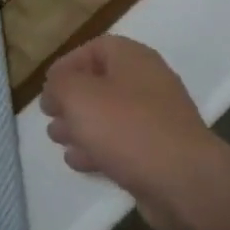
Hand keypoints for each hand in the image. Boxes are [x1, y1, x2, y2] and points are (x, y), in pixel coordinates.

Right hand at [42, 36, 218, 229]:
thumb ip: (60, 84)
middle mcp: (148, 83)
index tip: (47, 87)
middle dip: (71, 100)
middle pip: (102, 83)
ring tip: (58, 140)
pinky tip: (80, 162)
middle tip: (51, 117)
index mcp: (134, 59)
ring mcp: (156, 119)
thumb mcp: (79, 96)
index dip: (68, 64)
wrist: (182, 180)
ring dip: (81, 126)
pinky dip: (99, 149)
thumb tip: (56, 88)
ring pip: (110, 116)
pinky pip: (122, 144)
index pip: (96, 48)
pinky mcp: (158, 152)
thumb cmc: (127, 128)